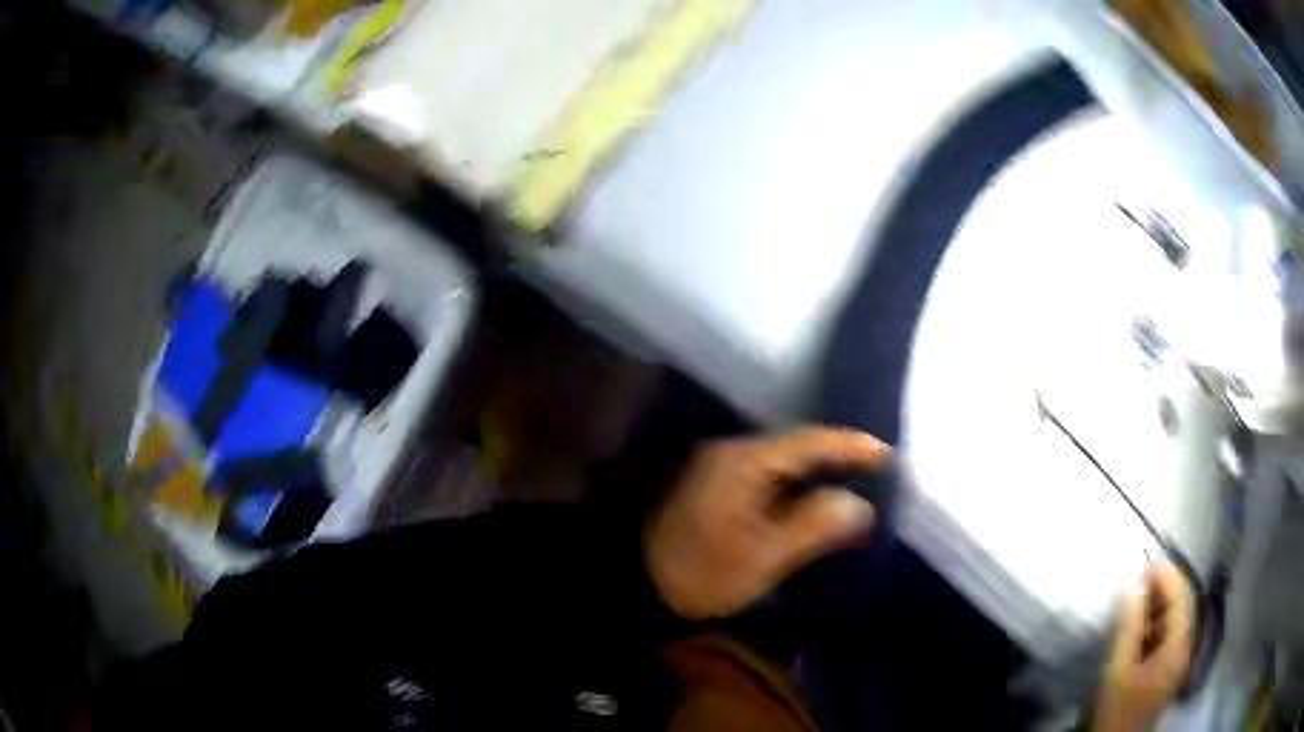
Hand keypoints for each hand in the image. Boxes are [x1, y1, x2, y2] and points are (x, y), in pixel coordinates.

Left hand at [644, 426, 887, 619]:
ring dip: (817, 473)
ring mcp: (720, 469)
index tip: (888, 455)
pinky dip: (795, 487)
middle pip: (797, 447)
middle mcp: (731, 453)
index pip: (809, 441)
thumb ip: (814, 526)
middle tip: (877, 472)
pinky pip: (767, 477)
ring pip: (782, 463)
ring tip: (855, 486)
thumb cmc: (701, 573)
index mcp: (744, 461)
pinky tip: (814, 501)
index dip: (852, 447)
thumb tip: (860, 504)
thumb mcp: (762, 557)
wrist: (635, 586)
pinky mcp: (716, 488)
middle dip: (838, 458)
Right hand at [1093, 562, 1194, 731]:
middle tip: (1139, 577)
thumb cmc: (1118, 709)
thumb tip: (1131, 586)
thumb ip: (1127, 628)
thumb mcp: (1118, 671)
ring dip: (1158, 605)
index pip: (1180, 598)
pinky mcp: (1167, 668)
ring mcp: (1177, 658)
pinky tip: (1139, 626)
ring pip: (1174, 620)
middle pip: (1181, 606)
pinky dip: (1155, 624)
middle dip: (1163, 587)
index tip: (1145, 563)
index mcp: (1178, 646)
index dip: (1166, 576)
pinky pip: (1167, 635)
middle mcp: (1184, 647)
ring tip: (1136, 599)